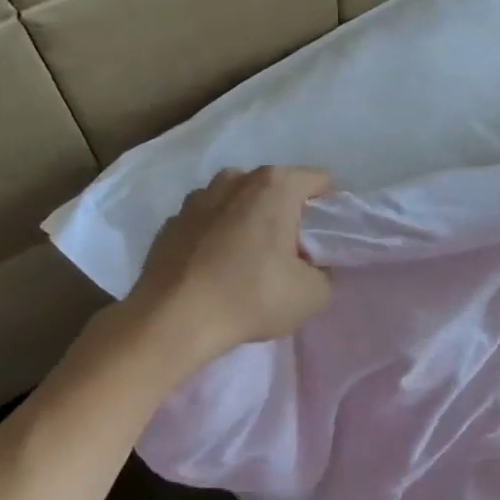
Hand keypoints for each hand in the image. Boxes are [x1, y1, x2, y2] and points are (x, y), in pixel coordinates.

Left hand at [109, 166, 333, 374]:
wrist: (172, 320)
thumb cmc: (251, 297)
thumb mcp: (313, 294)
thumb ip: (325, 272)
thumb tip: (312, 267)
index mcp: (274, 185)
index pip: (319, 181)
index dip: (328, 211)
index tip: (323, 242)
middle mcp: (234, 179)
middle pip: (276, 189)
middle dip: (287, 215)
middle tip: (289, 255)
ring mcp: (196, 198)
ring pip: (238, 202)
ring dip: (249, 222)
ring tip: (248, 262)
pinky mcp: (170, 223)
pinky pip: (208, 223)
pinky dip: (217, 238)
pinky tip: (216, 270)